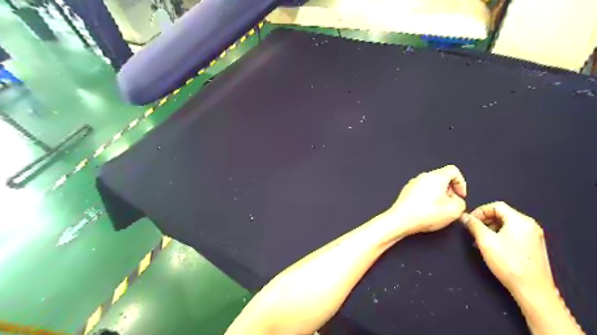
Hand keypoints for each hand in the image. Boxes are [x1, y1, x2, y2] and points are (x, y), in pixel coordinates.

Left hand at [390, 164, 468, 235]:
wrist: (401, 220)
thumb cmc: (423, 214)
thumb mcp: (454, 210)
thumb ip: (461, 202)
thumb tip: (456, 200)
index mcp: (436, 177)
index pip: (453, 170)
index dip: (461, 183)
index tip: (460, 195)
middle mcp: (423, 177)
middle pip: (442, 178)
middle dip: (449, 191)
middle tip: (450, 204)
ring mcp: (413, 183)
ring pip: (431, 185)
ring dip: (437, 196)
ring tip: (437, 210)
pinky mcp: (406, 191)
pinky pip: (421, 191)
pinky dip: (426, 199)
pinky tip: (426, 211)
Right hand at [461, 202, 555, 296]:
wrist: (533, 290)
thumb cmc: (509, 263)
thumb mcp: (485, 241)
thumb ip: (474, 225)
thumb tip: (464, 216)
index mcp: (520, 220)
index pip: (496, 205)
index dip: (480, 211)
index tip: (469, 221)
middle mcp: (529, 225)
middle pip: (502, 214)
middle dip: (484, 220)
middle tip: (473, 230)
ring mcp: (533, 236)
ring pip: (506, 224)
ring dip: (490, 228)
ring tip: (480, 240)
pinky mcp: (533, 246)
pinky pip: (513, 233)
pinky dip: (500, 235)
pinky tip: (492, 247)